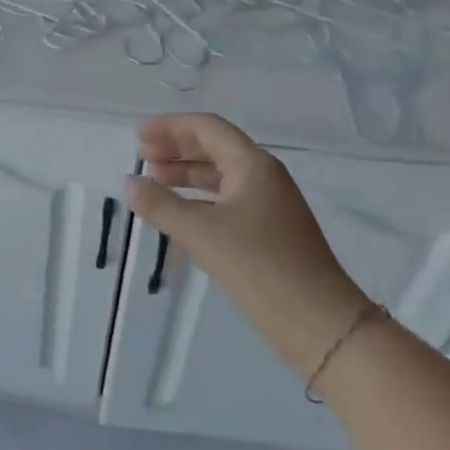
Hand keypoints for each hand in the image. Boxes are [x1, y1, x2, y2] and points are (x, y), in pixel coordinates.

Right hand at [125, 114, 370, 375]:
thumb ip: (160, 204)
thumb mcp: (201, 233)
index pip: (207, 128)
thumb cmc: (259, 266)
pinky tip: (179, 212)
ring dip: (186, 173)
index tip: (138, 135)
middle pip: (214, 147)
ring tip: (153, 179)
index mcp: (252, 165)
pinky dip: (198, 198)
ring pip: (220, 175)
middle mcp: (263, 176)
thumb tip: (129, 182)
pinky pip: (226, 200)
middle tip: (141, 155)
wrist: (319, 323)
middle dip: (176, 147)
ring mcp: (269, 205)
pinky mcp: (269, 232)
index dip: (170, 127)